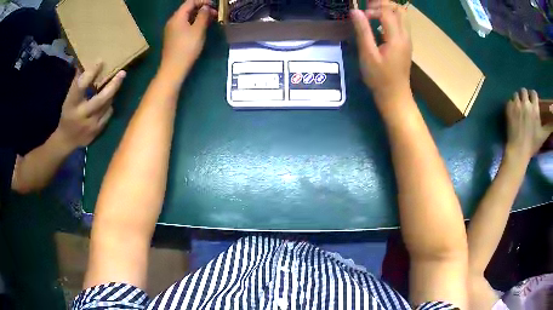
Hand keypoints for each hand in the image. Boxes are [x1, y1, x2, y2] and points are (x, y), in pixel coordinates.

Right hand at [56, 61, 125, 148]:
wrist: (66, 140)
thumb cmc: (67, 115)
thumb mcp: (68, 99)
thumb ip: (77, 84)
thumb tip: (83, 64)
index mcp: (72, 104)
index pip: (81, 86)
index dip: (91, 73)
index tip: (101, 61)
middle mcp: (82, 115)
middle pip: (101, 98)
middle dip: (113, 85)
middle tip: (123, 73)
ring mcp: (90, 126)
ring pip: (107, 106)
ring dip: (112, 94)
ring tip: (116, 82)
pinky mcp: (97, 132)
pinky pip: (107, 115)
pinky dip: (109, 106)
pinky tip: (109, 100)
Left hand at [160, 0, 216, 78]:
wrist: (173, 68)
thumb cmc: (187, 48)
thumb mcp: (198, 29)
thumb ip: (203, 15)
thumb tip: (205, 7)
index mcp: (177, 17)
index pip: (190, 2)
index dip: (202, 1)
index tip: (214, 4)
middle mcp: (172, 21)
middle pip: (187, 9)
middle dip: (201, 8)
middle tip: (215, 13)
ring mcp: (171, 30)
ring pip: (186, 17)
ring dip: (198, 16)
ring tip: (211, 20)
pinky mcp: (173, 37)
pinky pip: (184, 25)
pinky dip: (193, 23)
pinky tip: (201, 27)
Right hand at [351, 0, 411, 105]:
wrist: (395, 96)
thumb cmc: (380, 78)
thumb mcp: (368, 55)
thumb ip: (363, 31)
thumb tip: (355, 11)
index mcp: (396, 37)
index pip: (387, 11)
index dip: (372, 8)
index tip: (362, 17)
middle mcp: (405, 36)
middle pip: (399, 9)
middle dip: (383, 4)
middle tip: (368, 10)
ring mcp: (407, 40)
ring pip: (402, 15)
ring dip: (387, 10)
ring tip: (372, 15)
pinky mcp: (405, 44)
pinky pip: (401, 23)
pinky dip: (390, 18)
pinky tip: (378, 26)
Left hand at [505, 88, 552, 160]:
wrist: (518, 150)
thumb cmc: (533, 144)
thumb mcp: (543, 135)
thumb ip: (549, 126)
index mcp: (534, 109)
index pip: (533, 93)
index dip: (533, 96)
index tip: (533, 102)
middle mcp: (525, 104)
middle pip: (524, 91)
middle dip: (525, 96)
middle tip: (526, 105)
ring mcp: (516, 105)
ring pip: (516, 94)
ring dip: (518, 99)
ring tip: (520, 108)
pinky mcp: (508, 108)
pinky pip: (509, 100)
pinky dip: (511, 105)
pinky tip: (514, 112)